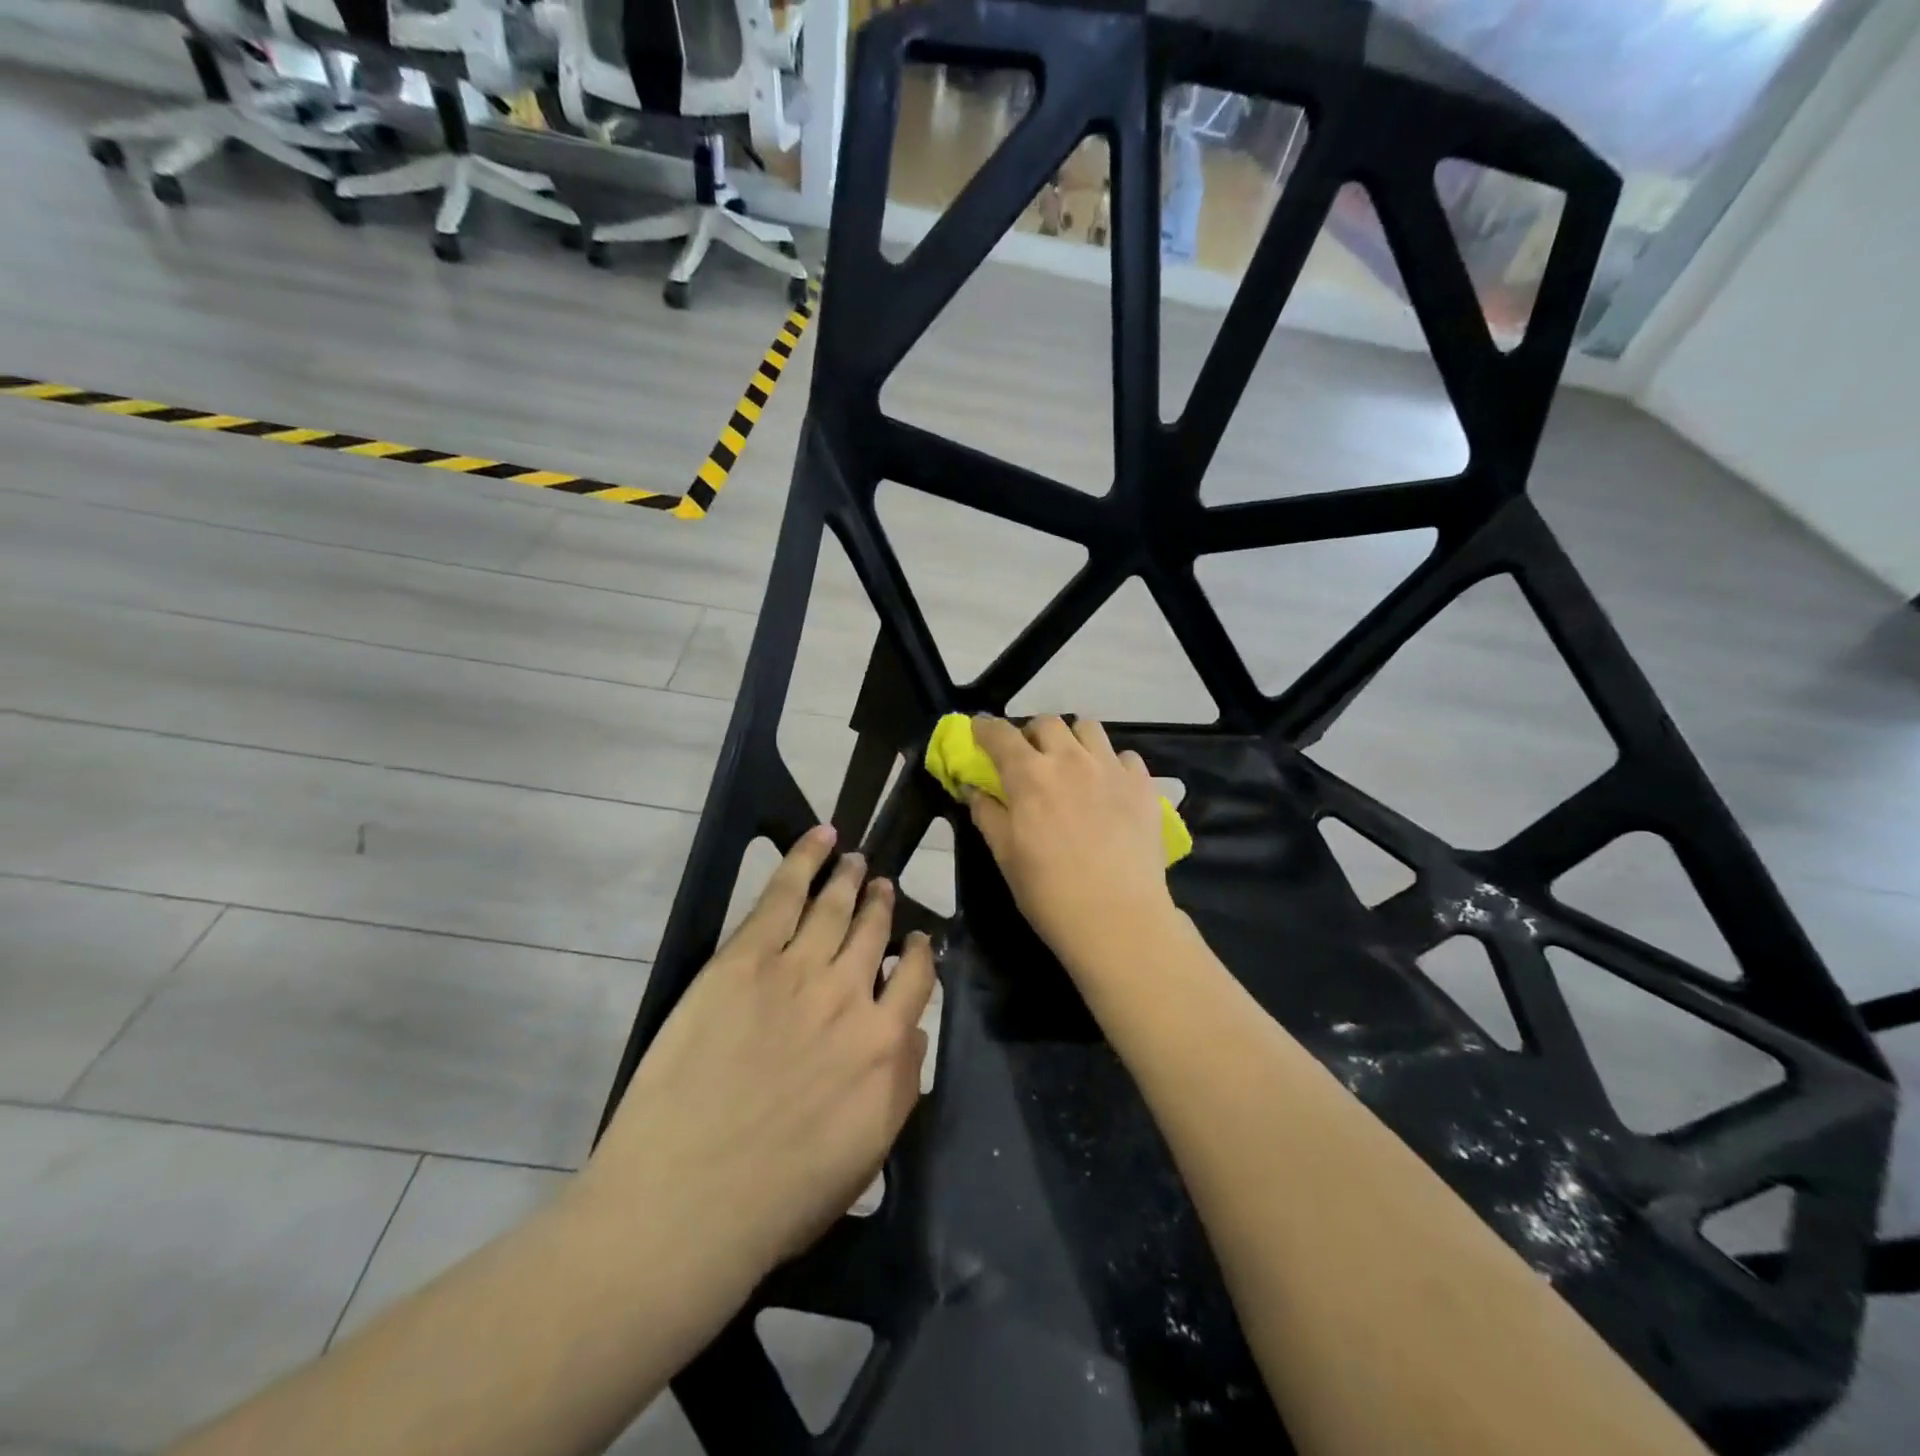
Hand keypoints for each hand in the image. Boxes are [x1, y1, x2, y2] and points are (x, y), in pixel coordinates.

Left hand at [580, 827, 935, 1276]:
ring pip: (835, 906)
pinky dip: (805, 859)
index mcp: (886, 1046)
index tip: (914, 942)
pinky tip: (820, 838)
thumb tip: (912, 1033)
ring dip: (849, 878)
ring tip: (855, 861)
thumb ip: (901, 1087)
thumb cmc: (778, 1199)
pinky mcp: (746, 958)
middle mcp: (851, 996)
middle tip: (882, 885)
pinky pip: (784, 894)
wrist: (686, 1203)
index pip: (917, 980)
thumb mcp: (866, 1156)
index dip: (918, 953)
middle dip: (881, 905)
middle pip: (875, 933)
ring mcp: (798, 970)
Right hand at [965, 715, 1178, 973]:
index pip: (999, 734)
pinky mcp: (1142, 785)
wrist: (1118, 918)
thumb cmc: (1049, 892)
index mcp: (1029, 775)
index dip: (984, 728)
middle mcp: (1070, 760)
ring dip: (1072, 739)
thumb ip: (986, 814)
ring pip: (1088, 727)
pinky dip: (1111, 764)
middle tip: (1029, 759)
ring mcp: (1110, 768)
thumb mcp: (1005, 855)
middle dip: (1031, 734)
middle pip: (1047, 723)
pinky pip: (1125, 756)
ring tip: (1071, 765)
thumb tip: (972, 788)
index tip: (979, 731)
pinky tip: (1108, 788)